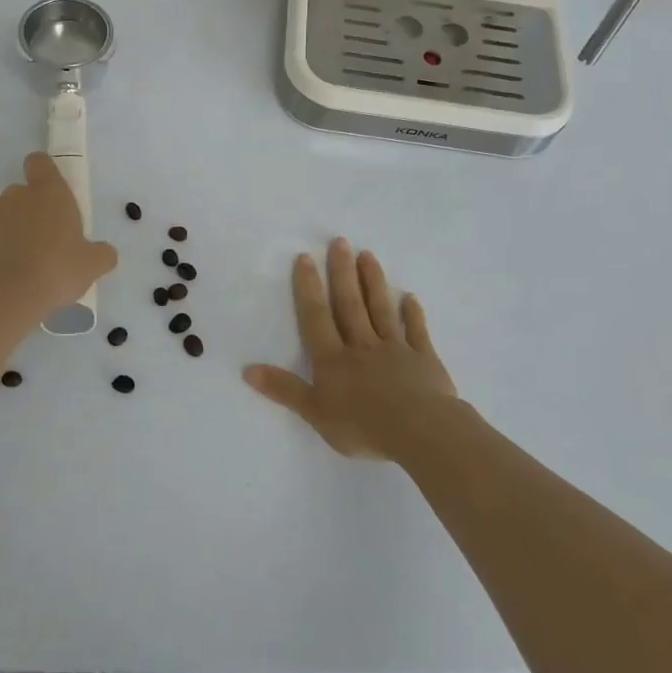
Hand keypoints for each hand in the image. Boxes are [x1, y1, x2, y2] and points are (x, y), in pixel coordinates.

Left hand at [0, 154, 117, 316]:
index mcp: (49, 193)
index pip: (40, 163)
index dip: (43, 173)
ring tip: (12, 266)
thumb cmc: (56, 272)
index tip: (47, 195)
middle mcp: (14, 195)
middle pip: (19, 195)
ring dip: (4, 232)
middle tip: (38, 247)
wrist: (5, 297)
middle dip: (26, 214)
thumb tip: (104, 252)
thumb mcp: (92, 266)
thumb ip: (101, 254)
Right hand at [244, 239, 460, 459]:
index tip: (306, 258)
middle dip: (342, 273)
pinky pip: (416, 331)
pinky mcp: (424, 359)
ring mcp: (395, 349)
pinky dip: (412, 314)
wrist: (420, 431)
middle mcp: (361, 346)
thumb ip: (284, 390)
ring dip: (373, 282)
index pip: (316, 317)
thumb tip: (247, 370)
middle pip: (350, 304)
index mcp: (333, 359)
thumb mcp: (315, 412)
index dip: (309, 288)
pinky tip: (409, 297)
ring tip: (368, 255)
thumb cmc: (362, 425)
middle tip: (340, 241)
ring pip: (381, 310)